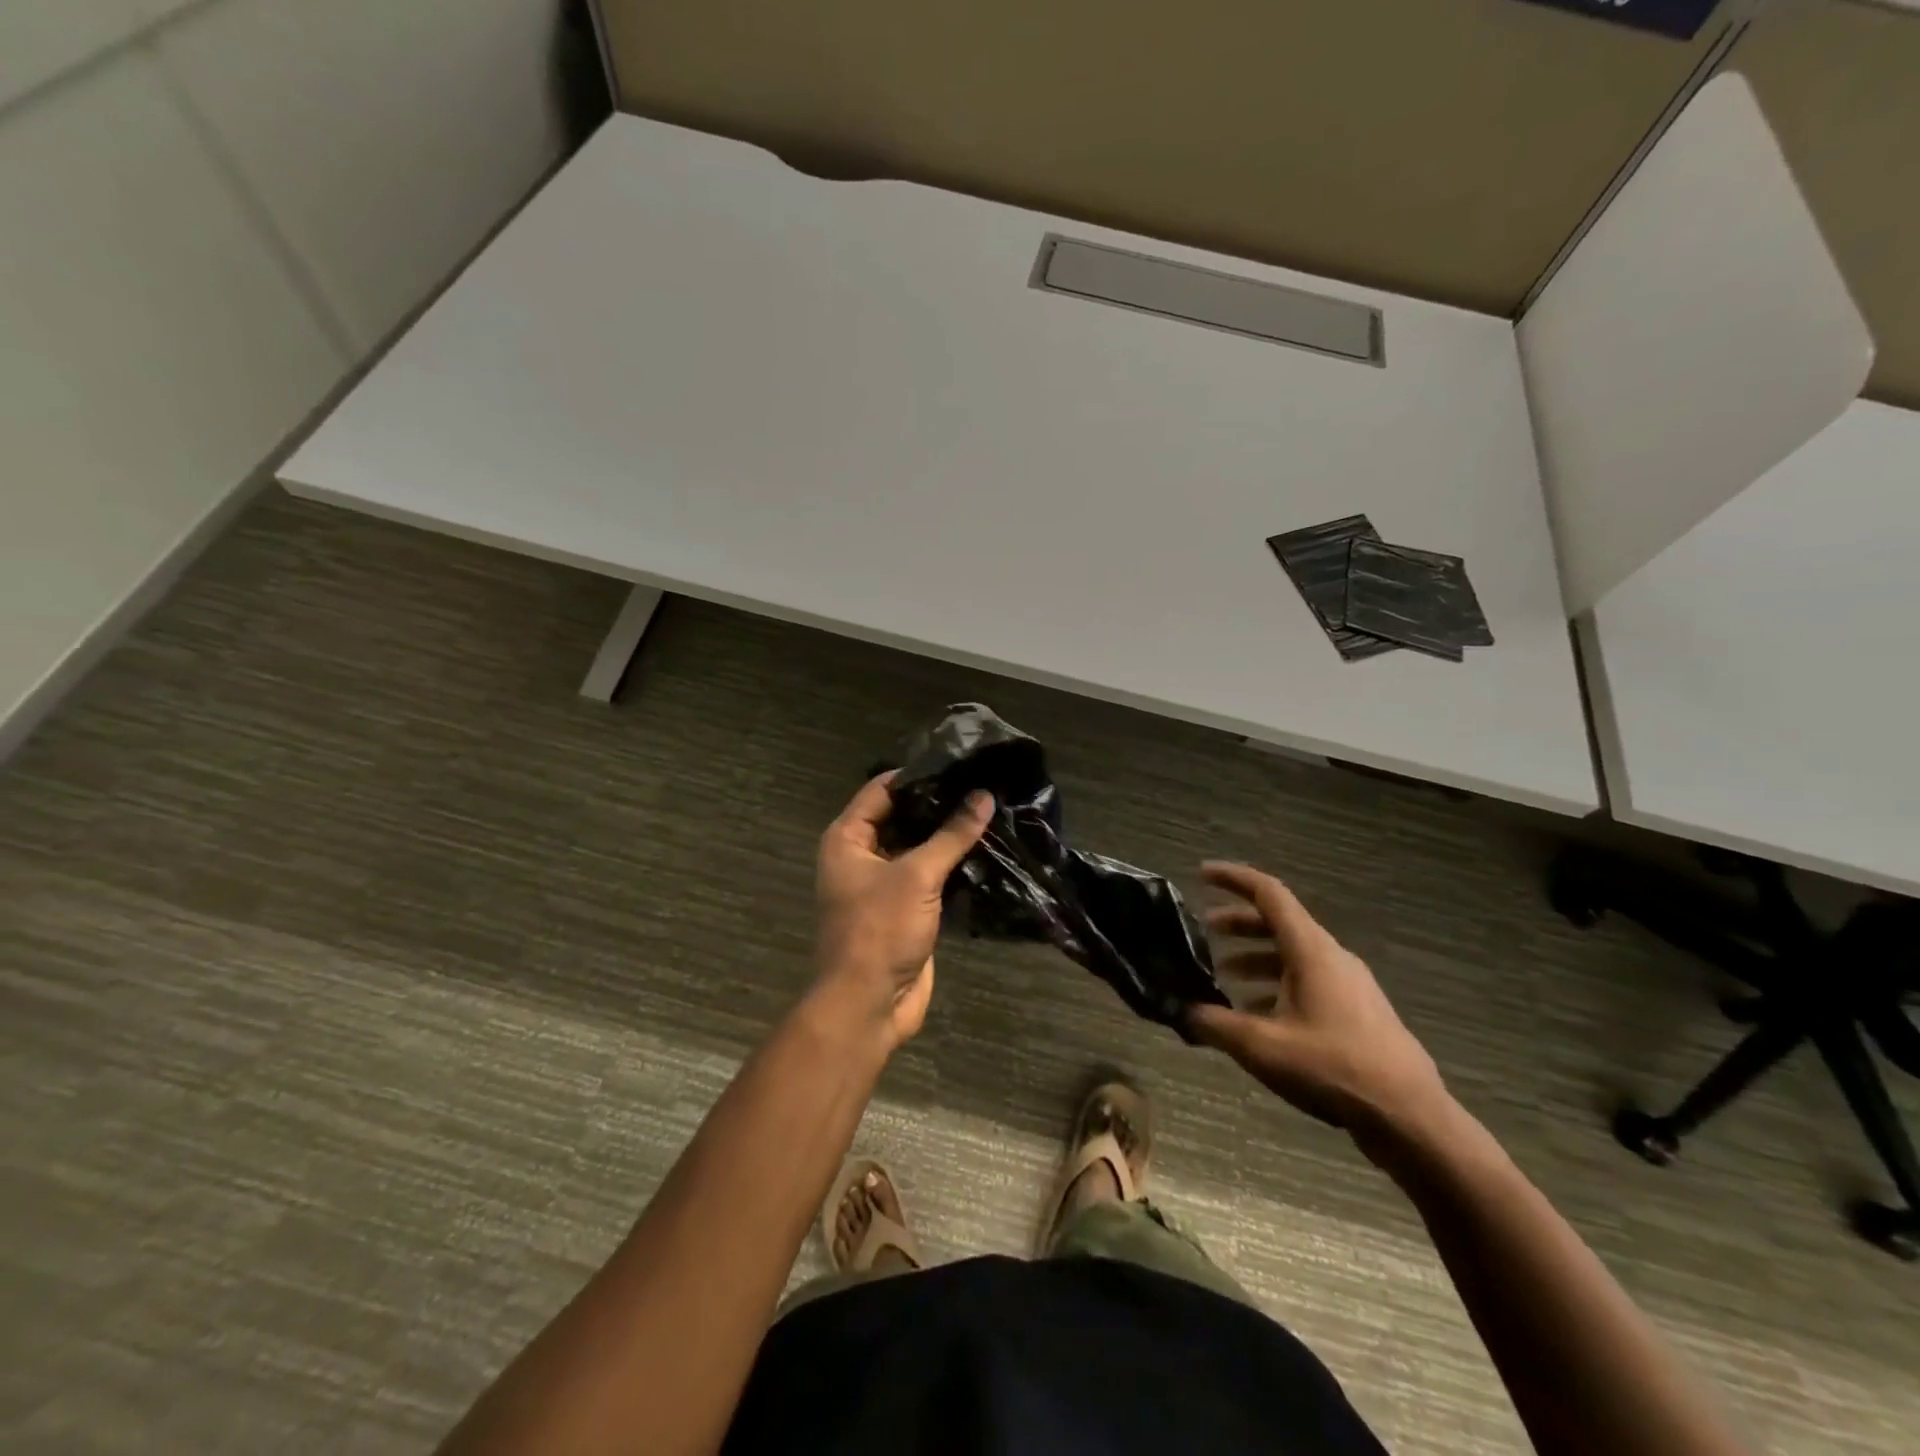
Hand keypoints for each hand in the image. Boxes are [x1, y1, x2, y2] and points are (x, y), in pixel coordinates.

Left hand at [811, 773, 993, 1048]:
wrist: (868, 1005)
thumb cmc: (879, 930)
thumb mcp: (916, 876)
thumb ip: (951, 835)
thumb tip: (983, 796)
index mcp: (848, 838)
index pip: (883, 789)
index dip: (918, 774)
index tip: (959, 762)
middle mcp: (863, 855)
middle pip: (904, 817)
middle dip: (940, 805)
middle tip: (984, 784)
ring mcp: (886, 883)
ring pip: (921, 848)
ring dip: (950, 836)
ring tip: (993, 809)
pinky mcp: (908, 908)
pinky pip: (932, 876)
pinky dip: (955, 865)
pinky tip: (989, 849)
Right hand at [1189, 862, 1452, 1152]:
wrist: (1410, 1118)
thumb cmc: (1333, 1067)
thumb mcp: (1262, 1046)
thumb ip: (1214, 1024)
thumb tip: (1179, 1010)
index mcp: (1311, 950)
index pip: (1269, 894)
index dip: (1233, 878)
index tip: (1202, 874)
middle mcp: (1331, 957)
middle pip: (1279, 923)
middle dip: (1239, 922)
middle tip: (1204, 929)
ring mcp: (1349, 984)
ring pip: (1293, 955)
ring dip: (1256, 957)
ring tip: (1224, 975)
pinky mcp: (1358, 1011)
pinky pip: (1308, 980)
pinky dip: (1277, 984)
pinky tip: (1259, 1015)